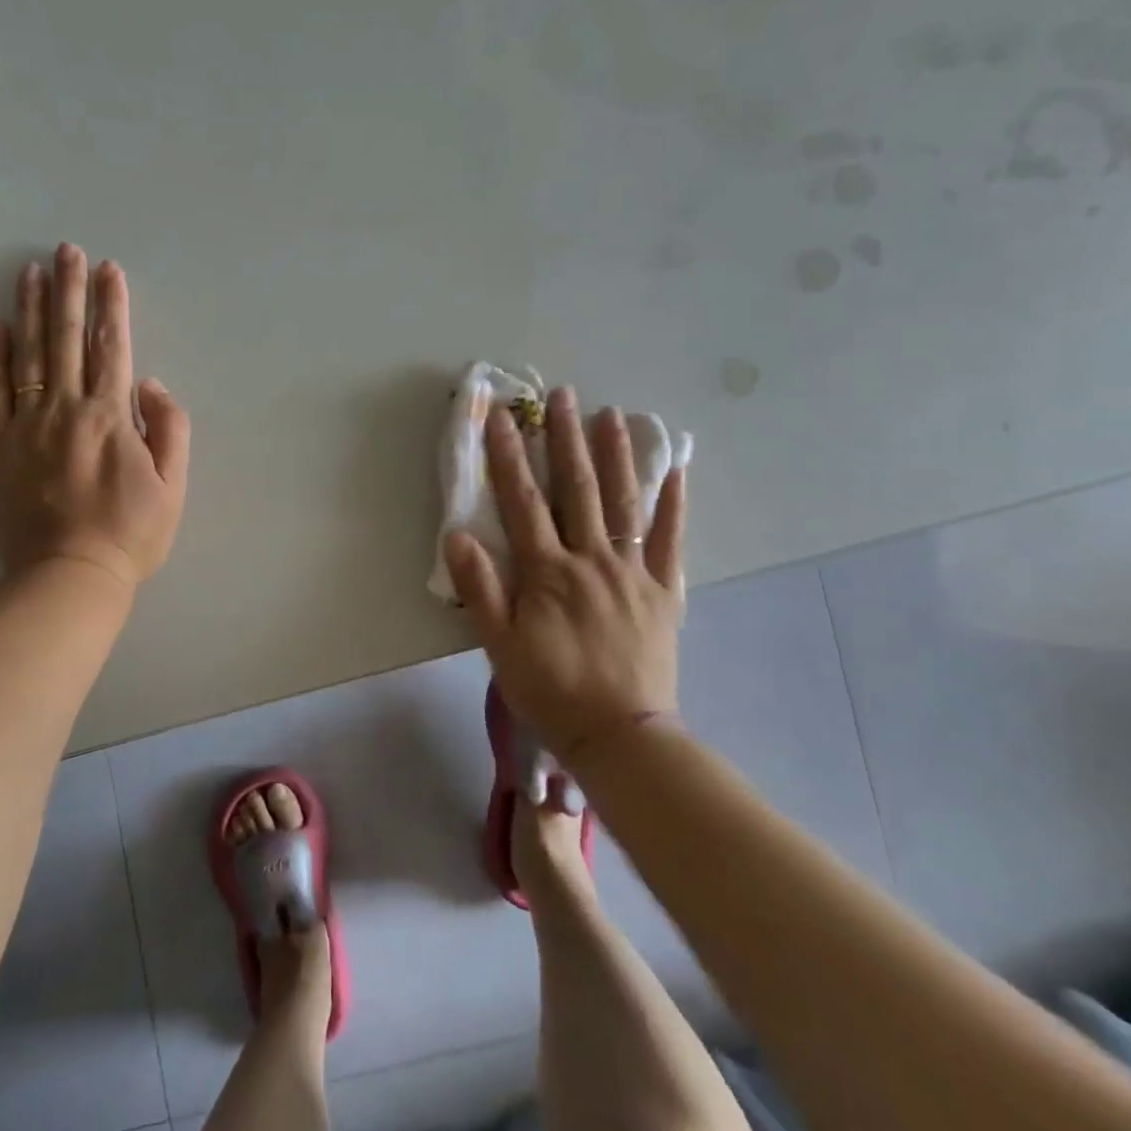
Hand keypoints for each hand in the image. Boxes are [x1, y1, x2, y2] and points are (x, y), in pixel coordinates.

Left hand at [0, 244, 189, 589]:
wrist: (69, 575)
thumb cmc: (130, 534)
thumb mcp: (172, 486)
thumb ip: (170, 428)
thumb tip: (151, 384)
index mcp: (111, 415)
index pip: (112, 346)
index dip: (112, 305)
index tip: (110, 270)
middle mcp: (66, 408)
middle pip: (67, 337)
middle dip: (70, 290)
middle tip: (67, 250)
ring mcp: (27, 424)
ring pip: (28, 353)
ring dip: (31, 309)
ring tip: (30, 271)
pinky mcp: (0, 444)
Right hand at [443, 388, 685, 764]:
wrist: (620, 735)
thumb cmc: (551, 690)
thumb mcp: (499, 645)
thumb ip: (479, 588)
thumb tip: (456, 534)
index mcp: (547, 572)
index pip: (522, 502)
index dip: (509, 457)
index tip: (502, 417)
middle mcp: (591, 561)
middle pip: (576, 489)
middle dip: (566, 439)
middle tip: (563, 395)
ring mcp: (632, 573)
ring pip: (622, 503)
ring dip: (616, 456)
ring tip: (611, 414)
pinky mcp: (663, 592)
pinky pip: (670, 541)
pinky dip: (673, 505)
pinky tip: (675, 471)